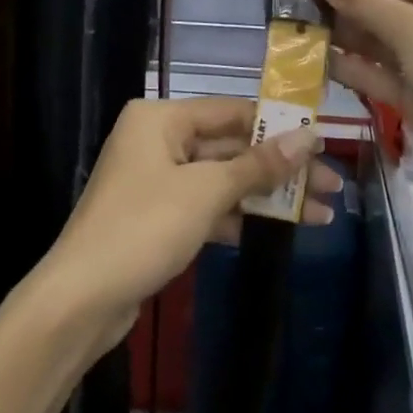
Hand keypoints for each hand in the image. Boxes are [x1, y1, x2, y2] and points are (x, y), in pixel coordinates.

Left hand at [43, 97, 335, 355]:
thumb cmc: (143, 228)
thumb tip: (310, 136)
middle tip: (331, 186)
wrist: (81, 300)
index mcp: (160, 118)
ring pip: (223, 180)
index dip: (279, 126)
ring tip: (320, 215)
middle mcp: (157, 140)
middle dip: (280, 170)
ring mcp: (157, 179)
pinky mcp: (159, 216)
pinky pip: (208, 205)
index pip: (232, 112)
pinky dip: (240, 216)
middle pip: (231, 148)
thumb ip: (259, 164)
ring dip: (267, 197)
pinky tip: (280, 229)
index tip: (323, 141)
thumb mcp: (207, 192)